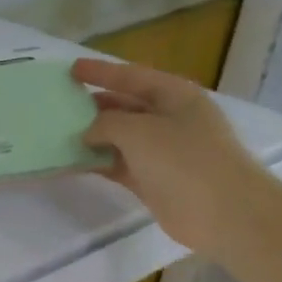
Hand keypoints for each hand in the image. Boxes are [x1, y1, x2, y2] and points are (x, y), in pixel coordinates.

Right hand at [72, 58, 266, 254]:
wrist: (223, 212)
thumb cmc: (184, 159)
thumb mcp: (138, 130)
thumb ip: (106, 123)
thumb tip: (88, 131)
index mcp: (174, 96)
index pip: (131, 76)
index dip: (101, 71)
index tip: (71, 69)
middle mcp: (170, 119)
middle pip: (125, 106)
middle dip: (94, 105)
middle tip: (58, 105)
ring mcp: (163, 151)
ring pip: (119, 137)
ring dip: (91, 136)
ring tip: (57, 134)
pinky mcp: (153, 179)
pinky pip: (118, 164)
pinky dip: (97, 162)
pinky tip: (71, 162)